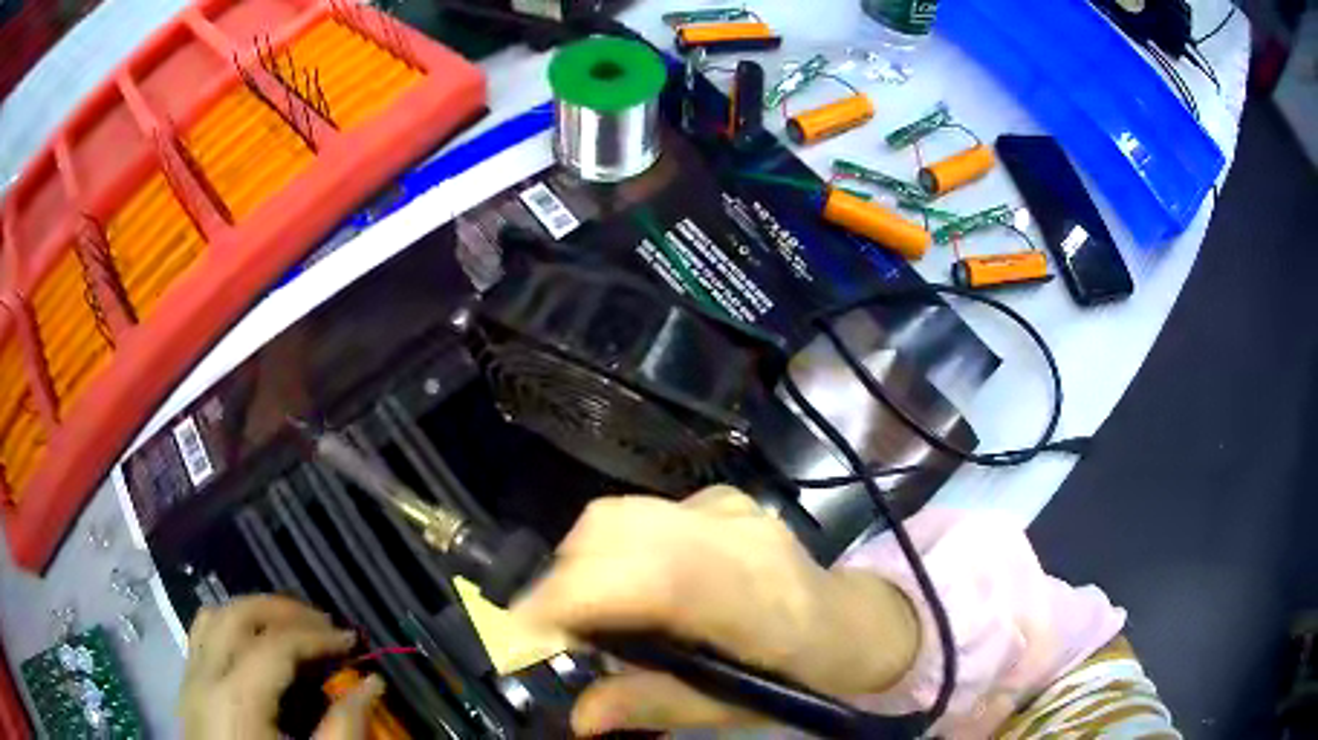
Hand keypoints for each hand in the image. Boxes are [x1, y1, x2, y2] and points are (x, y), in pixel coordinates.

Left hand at [178, 595, 379, 738]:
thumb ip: (343, 729)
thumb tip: (372, 685)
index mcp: (237, 699)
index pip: (275, 643)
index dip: (316, 635)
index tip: (351, 641)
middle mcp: (205, 676)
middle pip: (238, 614)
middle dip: (284, 611)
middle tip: (323, 625)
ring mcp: (190, 678)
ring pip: (213, 616)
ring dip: (253, 612)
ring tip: (288, 628)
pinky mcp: (187, 687)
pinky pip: (202, 635)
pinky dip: (230, 626)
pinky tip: (253, 647)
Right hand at [512, 486, 920, 734]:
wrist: (854, 621)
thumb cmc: (802, 676)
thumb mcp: (733, 707)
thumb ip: (653, 707)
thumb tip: (579, 717)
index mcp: (754, 602)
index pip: (653, 577)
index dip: (575, 595)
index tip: (524, 629)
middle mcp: (739, 539)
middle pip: (617, 528)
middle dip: (564, 578)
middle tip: (559, 630)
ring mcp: (731, 508)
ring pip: (621, 512)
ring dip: (582, 559)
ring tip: (590, 610)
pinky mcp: (723, 497)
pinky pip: (642, 512)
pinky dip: (613, 546)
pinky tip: (635, 584)